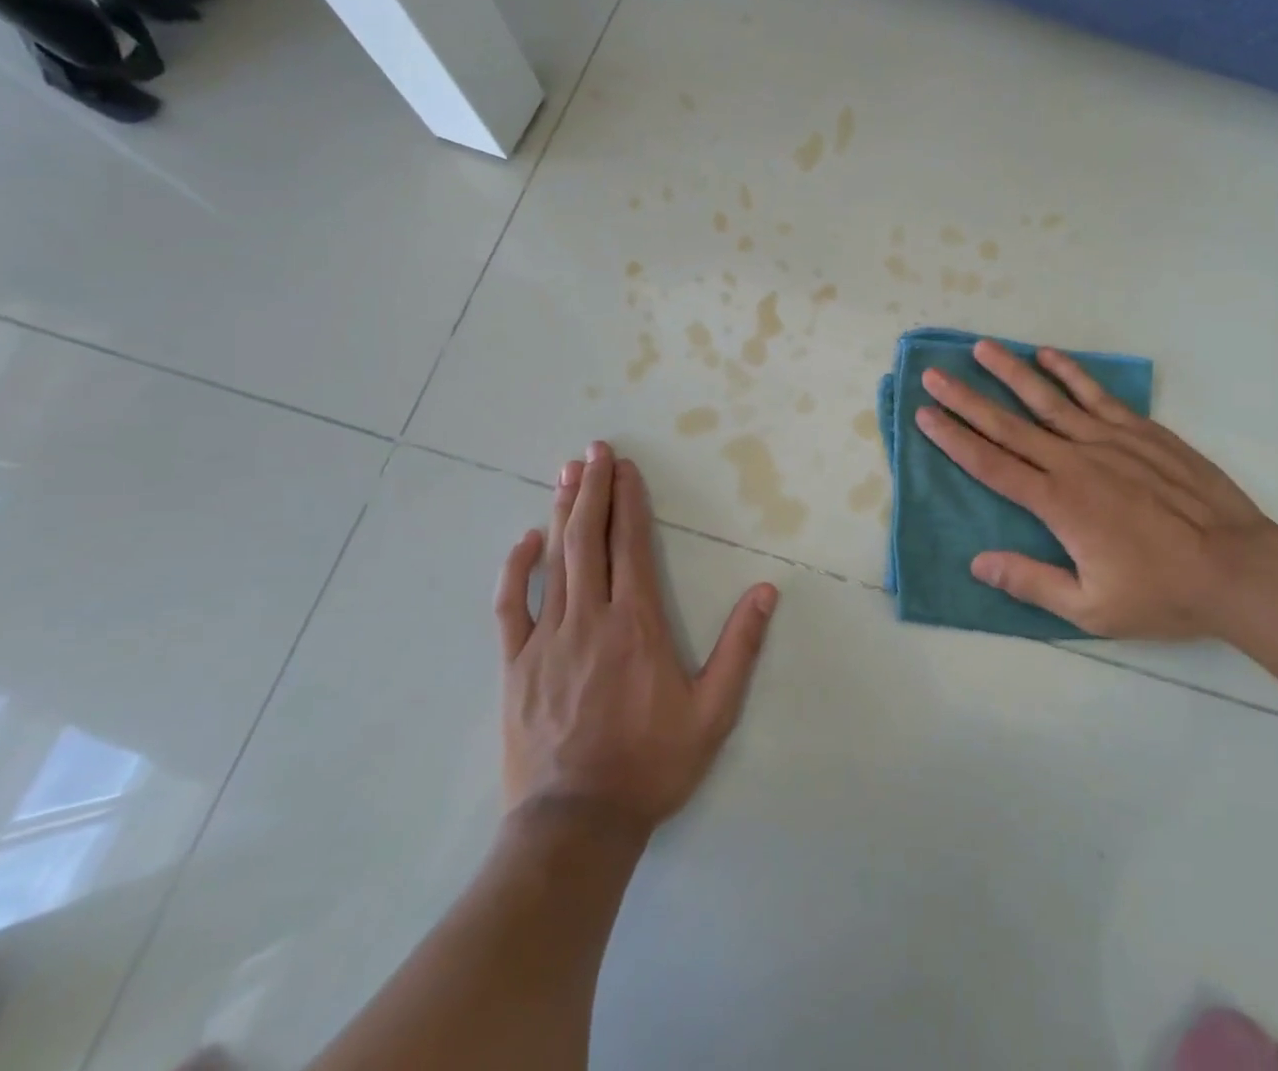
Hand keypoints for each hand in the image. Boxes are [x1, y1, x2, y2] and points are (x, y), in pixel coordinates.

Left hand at [493, 442, 778, 832]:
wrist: (576, 826)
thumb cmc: (650, 765)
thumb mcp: (713, 712)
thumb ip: (740, 647)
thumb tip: (766, 591)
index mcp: (637, 624)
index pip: (631, 544)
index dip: (629, 500)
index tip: (627, 467)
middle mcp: (590, 618)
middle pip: (589, 539)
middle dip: (593, 488)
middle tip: (594, 450)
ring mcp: (547, 639)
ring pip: (553, 561)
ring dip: (561, 512)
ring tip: (566, 473)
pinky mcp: (516, 665)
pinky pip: (511, 606)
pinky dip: (516, 568)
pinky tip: (523, 540)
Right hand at [915, 340, 1277, 640]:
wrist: (1238, 567)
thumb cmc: (1161, 592)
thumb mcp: (1091, 608)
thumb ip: (1032, 582)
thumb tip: (978, 563)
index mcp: (1058, 503)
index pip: (991, 464)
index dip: (954, 439)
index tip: (926, 415)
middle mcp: (1074, 462)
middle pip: (1008, 425)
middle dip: (966, 399)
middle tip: (933, 375)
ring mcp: (1109, 441)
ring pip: (1048, 399)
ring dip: (1011, 372)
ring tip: (981, 349)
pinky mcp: (1141, 431)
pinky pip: (1097, 394)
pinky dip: (1070, 373)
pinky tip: (1048, 355)